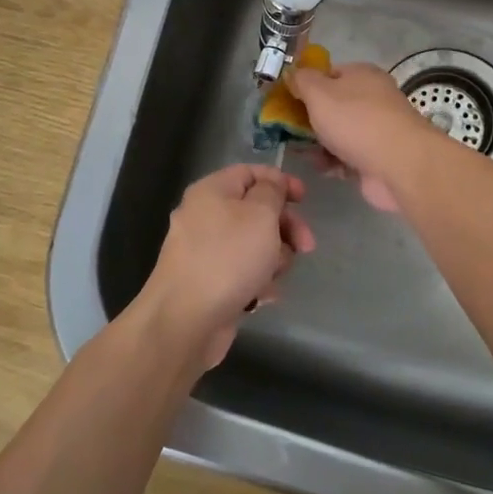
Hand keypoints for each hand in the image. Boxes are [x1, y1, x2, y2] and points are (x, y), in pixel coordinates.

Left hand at [135, 164, 316, 370]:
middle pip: (255, 210)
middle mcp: (204, 216)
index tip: (304, 199)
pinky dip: (257, 281)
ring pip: (253, 244)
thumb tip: (272, 185)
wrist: (186, 321)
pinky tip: (264, 296)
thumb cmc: (228, 258)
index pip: (250, 173)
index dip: (280, 181)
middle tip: (306, 246)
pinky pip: (242, 272)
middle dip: (285, 227)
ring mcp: (204, 251)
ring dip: (273, 258)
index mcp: (211, 191)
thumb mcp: (260, 214)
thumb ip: (272, 192)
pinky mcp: (208, 282)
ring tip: (274, 275)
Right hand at [288, 61, 439, 212]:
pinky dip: (334, 161)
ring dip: (319, 143)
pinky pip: (349, 156)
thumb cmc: (355, 121)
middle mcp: (373, 97)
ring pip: (339, 132)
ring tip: (299, 151)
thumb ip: (301, 81)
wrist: (398, 164)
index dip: (306, 85)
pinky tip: (321, 167)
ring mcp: (377, 128)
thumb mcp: (319, 93)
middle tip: (286, 130)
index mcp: (362, 75)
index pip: (328, 73)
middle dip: (309, 118)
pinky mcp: (378, 156)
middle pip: (333, 105)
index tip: (287, 101)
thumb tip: (292, 72)